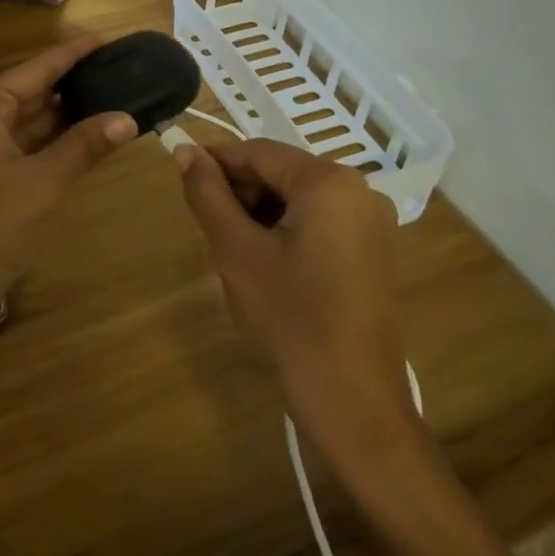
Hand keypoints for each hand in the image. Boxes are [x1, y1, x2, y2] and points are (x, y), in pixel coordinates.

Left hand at [0, 35, 137, 344]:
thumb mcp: (40, 182)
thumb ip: (84, 146)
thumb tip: (129, 117)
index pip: (37, 68)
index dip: (73, 53)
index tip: (109, 39)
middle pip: (37, 91)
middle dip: (77, 82)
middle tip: (123, 69)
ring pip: (38, 121)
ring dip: (73, 114)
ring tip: (119, 95)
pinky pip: (36, 148)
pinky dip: (64, 143)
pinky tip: (96, 136)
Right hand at [175, 139, 417, 450]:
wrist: (354, 404)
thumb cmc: (290, 319)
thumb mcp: (236, 251)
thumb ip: (208, 194)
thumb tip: (185, 151)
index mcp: (329, 181)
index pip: (259, 152)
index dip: (216, 161)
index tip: (180, 175)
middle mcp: (360, 191)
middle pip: (282, 173)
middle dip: (240, 190)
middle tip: (206, 223)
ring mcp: (372, 224)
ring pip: (299, 198)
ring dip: (260, 211)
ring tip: (231, 246)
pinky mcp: (374, 253)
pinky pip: (319, 222)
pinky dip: (286, 230)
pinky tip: (264, 262)